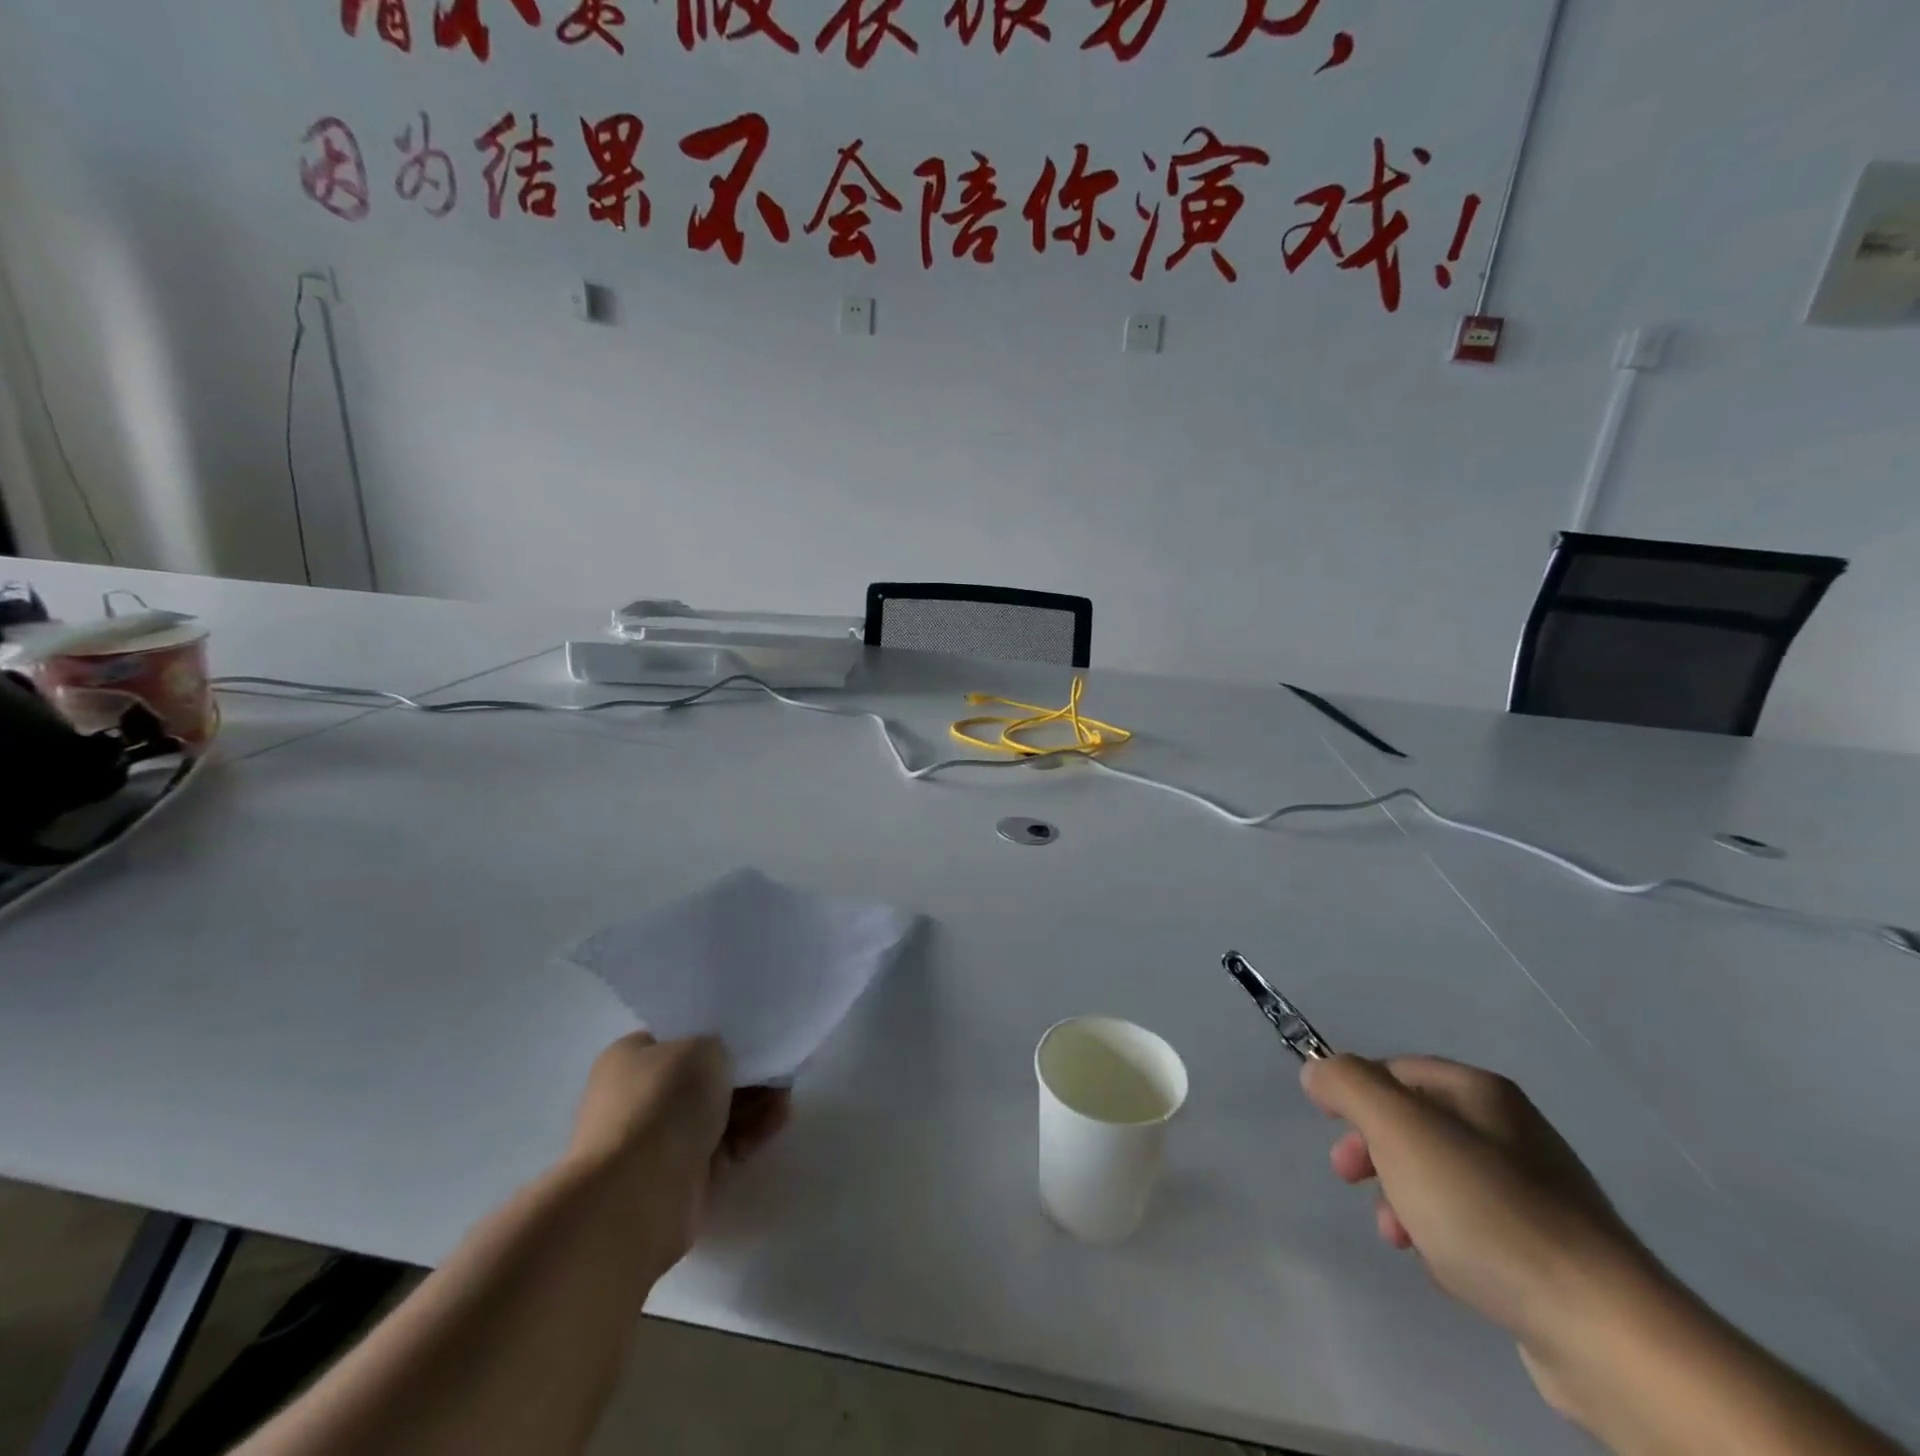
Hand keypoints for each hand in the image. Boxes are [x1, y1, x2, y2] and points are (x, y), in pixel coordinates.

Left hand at [566, 1033, 789, 1270]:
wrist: (635, 1196)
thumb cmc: (663, 1102)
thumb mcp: (702, 1047)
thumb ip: (720, 1047)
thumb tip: (723, 1064)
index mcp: (629, 1059)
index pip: (678, 1038)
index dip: (716, 1033)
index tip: (753, 1036)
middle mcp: (638, 1098)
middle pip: (701, 1079)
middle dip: (743, 1073)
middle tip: (779, 1066)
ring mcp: (657, 1142)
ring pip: (715, 1114)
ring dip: (753, 1104)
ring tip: (787, 1094)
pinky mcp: (680, 1180)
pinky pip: (723, 1147)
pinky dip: (751, 1133)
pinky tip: (780, 1119)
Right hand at [1300, 1055, 1663, 1414]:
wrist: (1602, 1329)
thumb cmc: (1485, 1209)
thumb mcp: (1399, 1129)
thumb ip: (1349, 1086)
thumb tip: (1317, 1071)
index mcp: (1482, 1092)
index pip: (1397, 1070)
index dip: (1356, 1093)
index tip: (1329, 1128)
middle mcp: (1513, 1132)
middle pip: (1417, 1124)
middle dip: (1375, 1150)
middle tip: (1350, 1179)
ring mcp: (1538, 1194)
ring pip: (1442, 1179)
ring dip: (1405, 1199)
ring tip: (1398, 1237)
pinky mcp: (1551, 1254)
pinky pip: (1475, 1228)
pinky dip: (1446, 1239)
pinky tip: (1446, 1270)